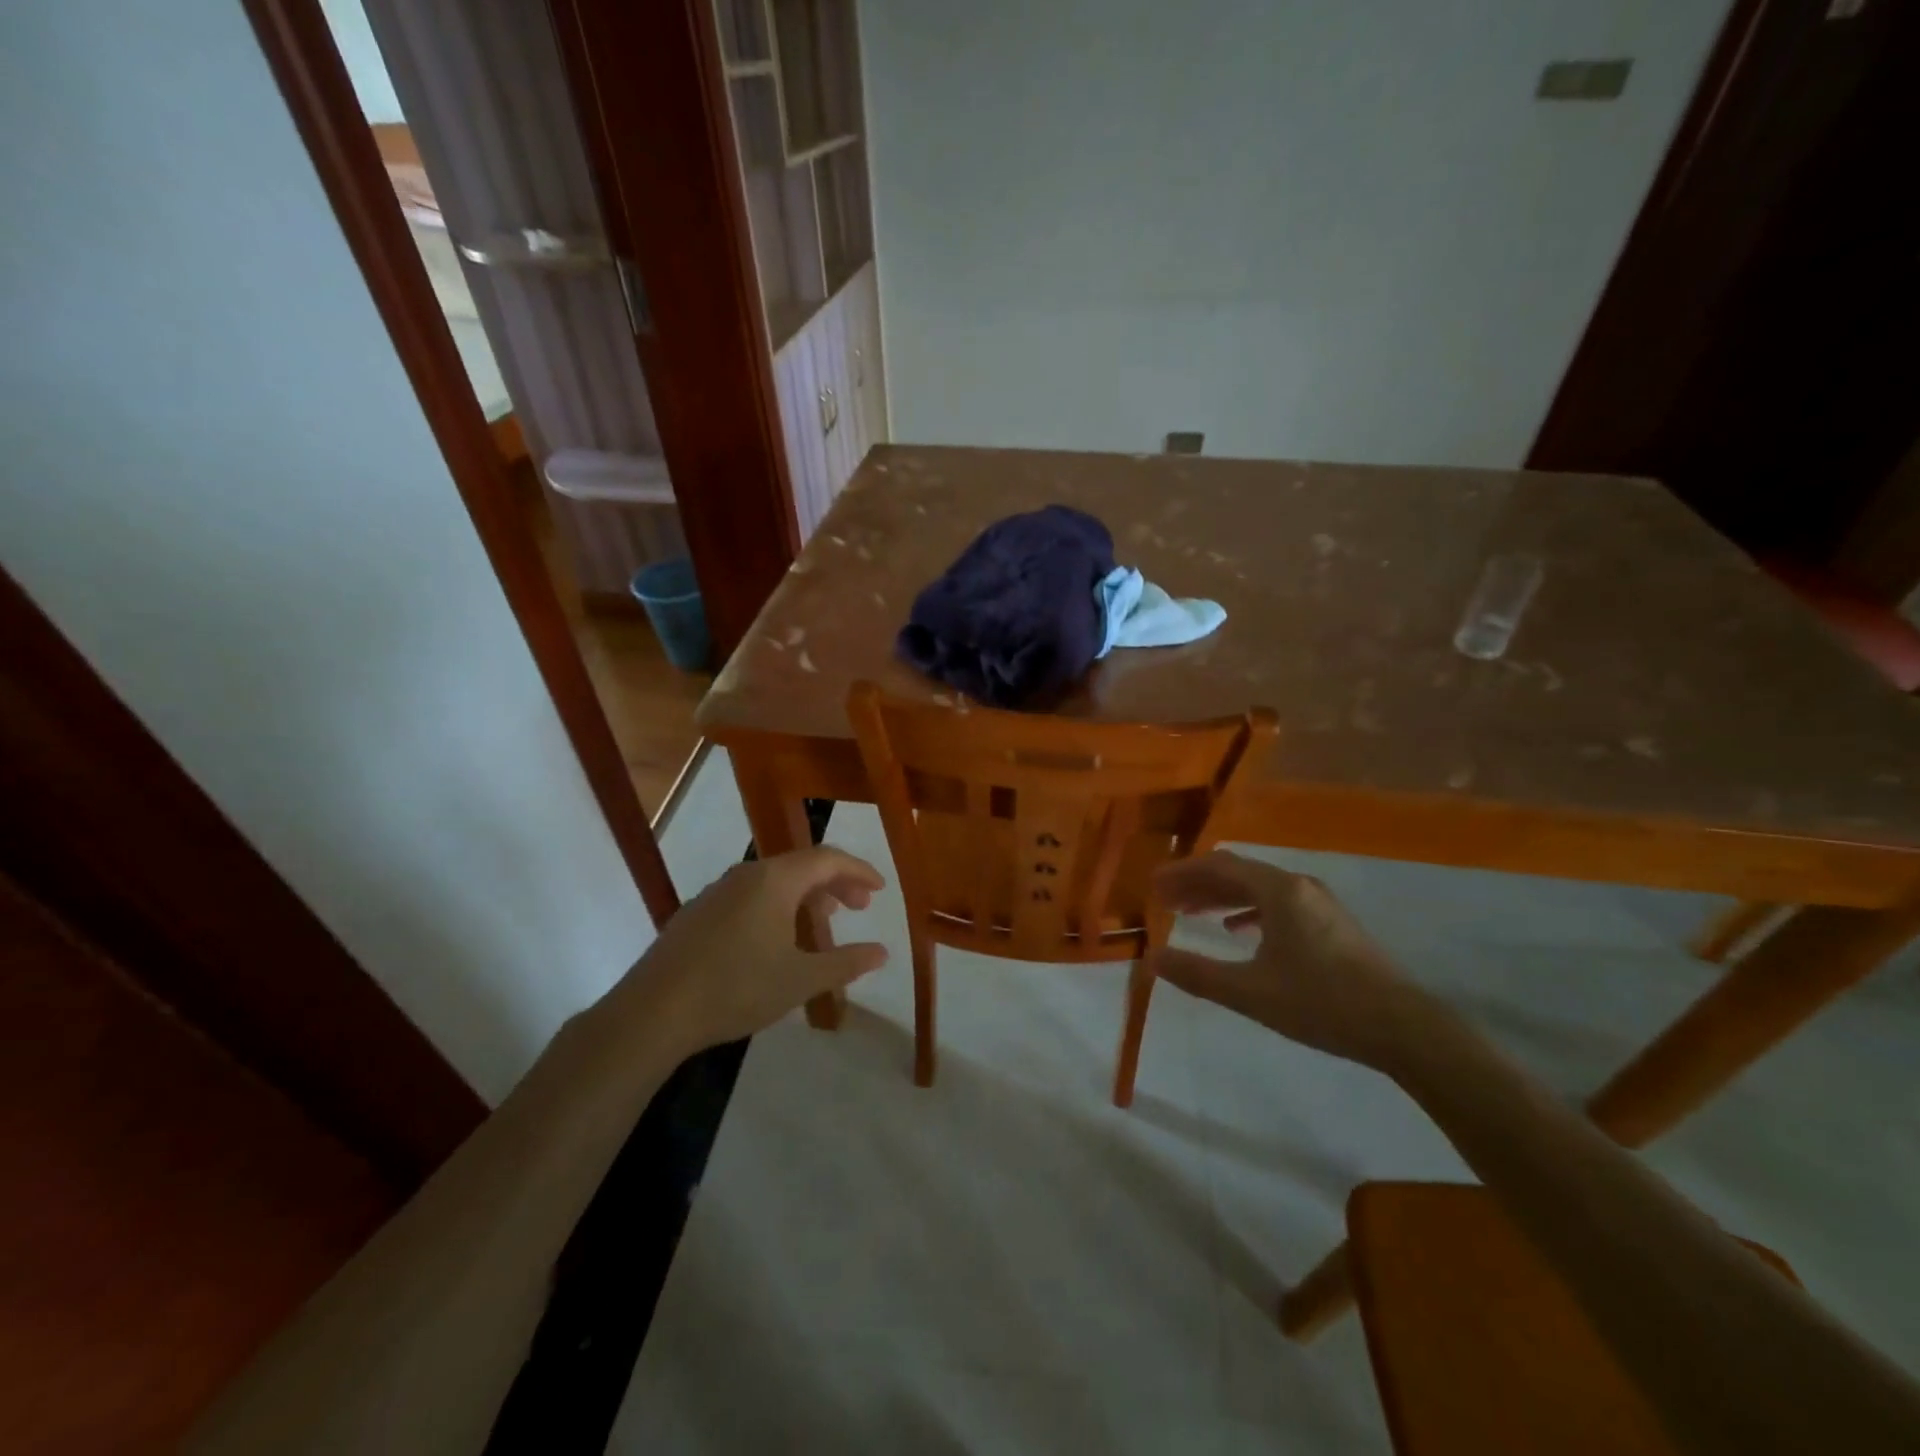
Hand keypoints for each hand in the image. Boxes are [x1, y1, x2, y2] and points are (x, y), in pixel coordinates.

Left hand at [630, 846, 890, 1052]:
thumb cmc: (736, 988)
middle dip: (835, 883)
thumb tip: (882, 952)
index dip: (859, 871)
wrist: (653, 1012)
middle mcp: (747, 874)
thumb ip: (845, 963)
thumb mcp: (800, 980)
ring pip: (774, 882)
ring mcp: (718, 892)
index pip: (828, 859)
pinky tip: (776, 941)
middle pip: (801, 866)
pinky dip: (777, 907)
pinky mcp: (698, 913)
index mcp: (775, 880)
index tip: (880, 889)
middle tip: (859, 908)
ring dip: (806, 897)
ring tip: (823, 924)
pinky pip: (750, 897)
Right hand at [1148, 850, 1431, 1069]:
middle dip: (1197, 884)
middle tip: (1163, 900)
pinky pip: (1277, 904)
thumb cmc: (1322, 1003)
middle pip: (1237, 873)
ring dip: (1220, 897)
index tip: (1152, 885)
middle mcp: (1298, 886)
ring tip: (1190, 913)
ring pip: (1257, 888)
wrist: (1404, 1028)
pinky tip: (1236, 930)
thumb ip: (1198, 973)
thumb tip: (1153, 959)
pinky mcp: (1331, 924)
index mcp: (1279, 890)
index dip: (1182, 874)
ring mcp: (1318, 904)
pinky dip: (1248, 911)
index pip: (1219, 866)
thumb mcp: (1251, 992)